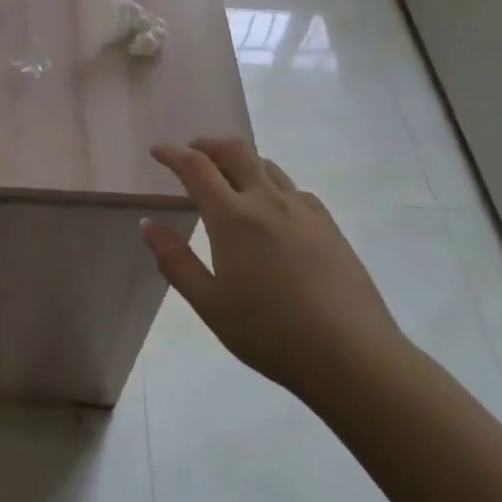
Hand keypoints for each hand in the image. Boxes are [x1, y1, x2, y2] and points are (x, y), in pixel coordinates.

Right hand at [141, 137, 408, 411]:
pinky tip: (272, 208)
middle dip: (208, 144)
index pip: (196, 167)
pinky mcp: (328, 226)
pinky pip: (294, 189)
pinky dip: (271, 184)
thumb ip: (175, 261)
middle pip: (234, 150)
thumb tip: (148, 225)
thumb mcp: (210, 305)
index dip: (173, 153)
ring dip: (240, 160)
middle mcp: (266, 201)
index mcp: (232, 217)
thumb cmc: (271, 333)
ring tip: (228, 177)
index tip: (158, 150)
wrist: (353, 356)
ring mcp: (302, 210)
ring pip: (266, 165)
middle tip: (191, 153)